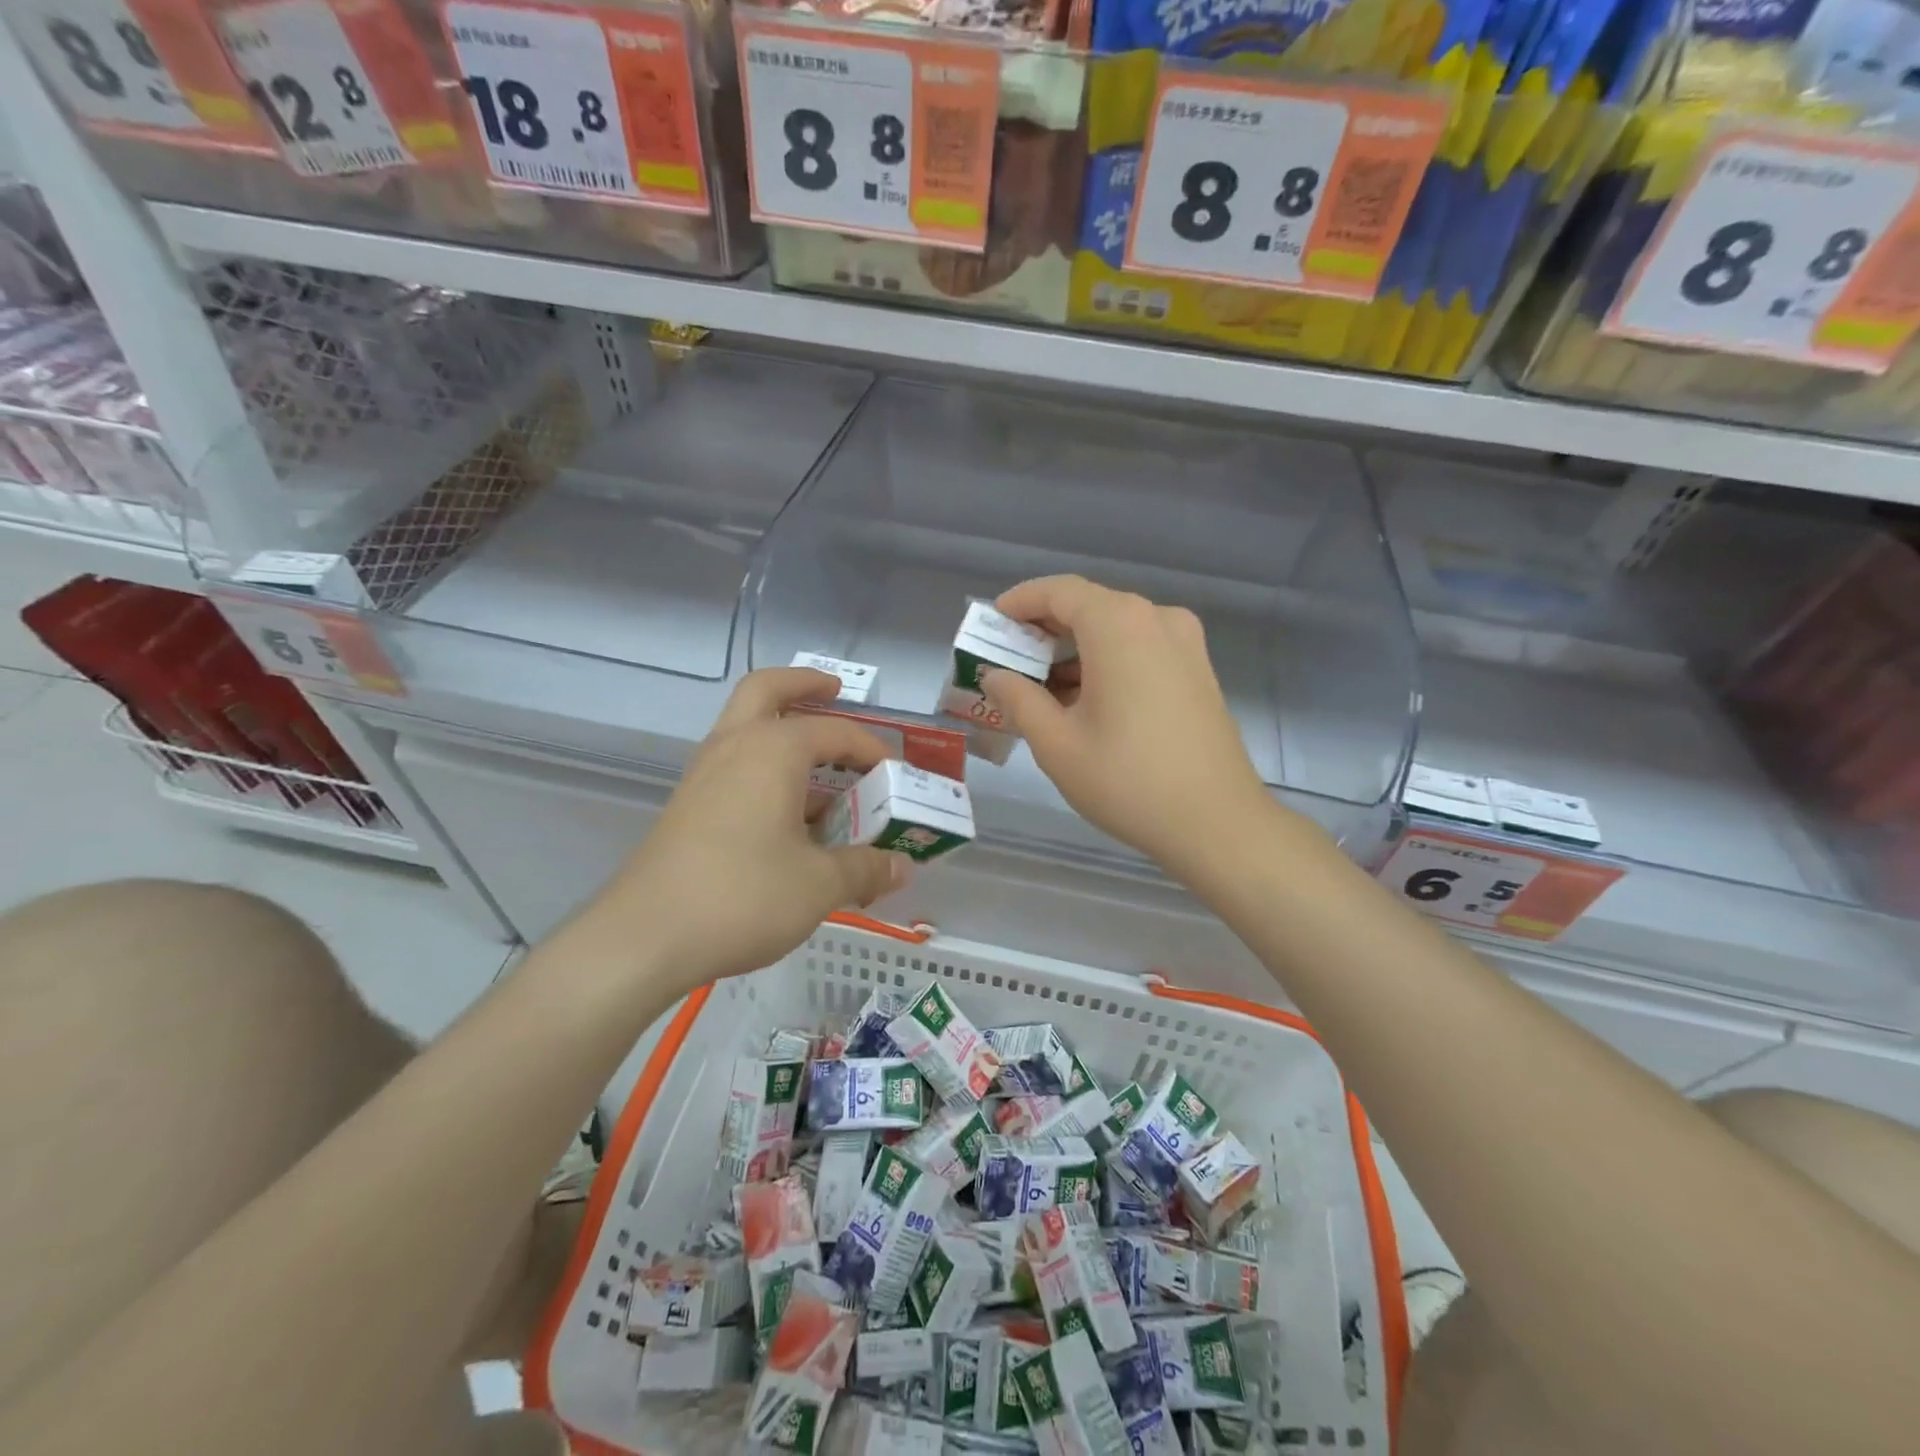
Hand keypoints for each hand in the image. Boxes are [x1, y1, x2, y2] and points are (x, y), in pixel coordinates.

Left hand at [598, 668, 911, 990]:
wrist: (645, 936)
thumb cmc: (743, 896)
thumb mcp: (819, 884)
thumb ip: (865, 868)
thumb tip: (902, 868)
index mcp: (773, 750)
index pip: (835, 732)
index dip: (871, 749)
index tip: (895, 774)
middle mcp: (734, 746)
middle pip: (767, 691)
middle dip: (804, 684)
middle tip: (835, 690)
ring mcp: (704, 774)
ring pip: (745, 726)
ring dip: (783, 729)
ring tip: (823, 767)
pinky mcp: (688, 804)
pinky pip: (735, 764)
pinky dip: (765, 767)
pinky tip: (788, 812)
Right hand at [981, 575, 1276, 874]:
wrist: (1218, 823)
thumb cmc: (1127, 780)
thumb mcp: (1057, 743)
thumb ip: (1018, 699)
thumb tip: (995, 675)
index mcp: (1119, 625)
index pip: (1059, 591)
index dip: (1020, 601)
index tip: (992, 620)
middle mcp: (1156, 620)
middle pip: (1089, 607)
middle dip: (1044, 630)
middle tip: (1008, 659)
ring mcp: (1185, 645)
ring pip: (1116, 630)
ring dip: (1075, 651)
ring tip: (1040, 689)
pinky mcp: (1198, 672)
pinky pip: (1141, 650)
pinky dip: (1106, 663)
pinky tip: (1084, 702)